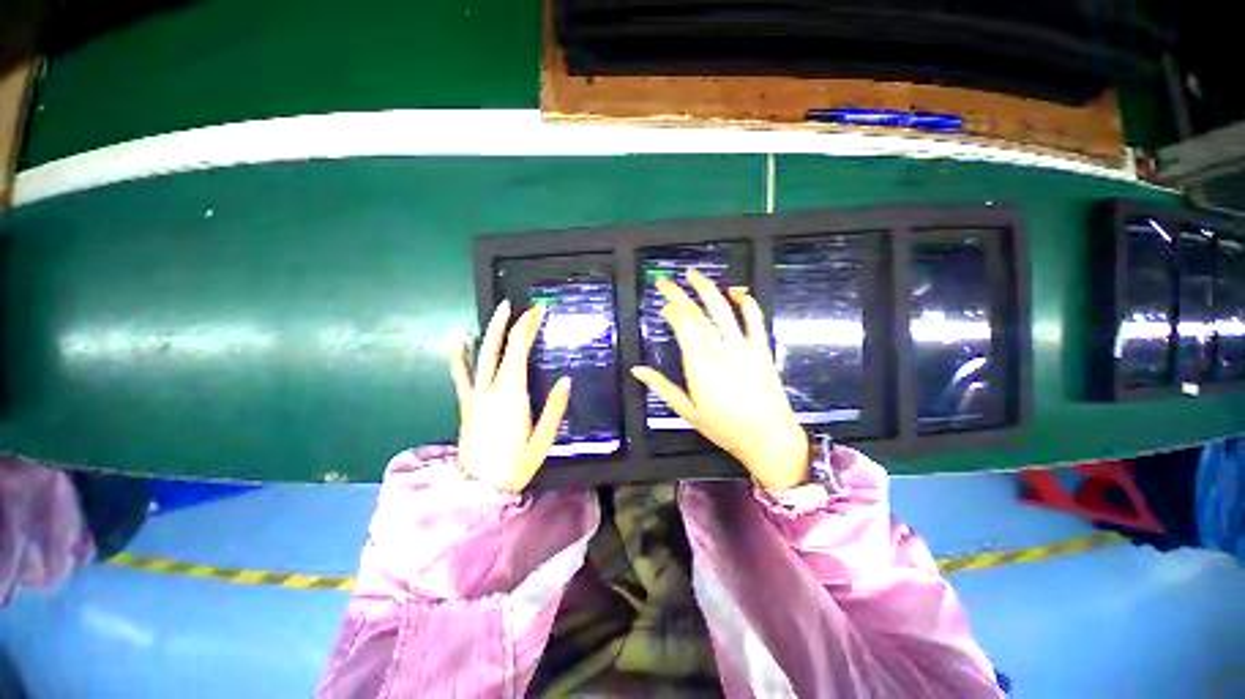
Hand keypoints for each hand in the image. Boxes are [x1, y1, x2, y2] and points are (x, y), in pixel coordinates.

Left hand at [450, 300, 571, 492]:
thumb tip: (566, 380)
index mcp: (512, 394)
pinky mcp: (467, 404)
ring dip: (490, 331)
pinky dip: (458, 355)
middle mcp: (491, 388)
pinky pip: (460, 375)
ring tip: (498, 311)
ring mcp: (475, 395)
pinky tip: (458, 338)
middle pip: (501, 346)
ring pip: (481, 355)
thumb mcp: (543, 440)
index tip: (538, 312)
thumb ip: (554, 408)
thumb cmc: (515, 465)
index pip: (518, 349)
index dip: (527, 327)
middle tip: (523, 307)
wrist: (479, 489)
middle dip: (512, 323)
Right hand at [630, 269, 809, 491]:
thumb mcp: (687, 410)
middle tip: (664, 280)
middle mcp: (720, 349)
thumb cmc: (724, 428)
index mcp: (699, 365)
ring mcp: (743, 346)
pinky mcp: (761, 347)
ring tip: (693, 274)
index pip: (683, 326)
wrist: (768, 437)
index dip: (671, 310)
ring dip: (707, 288)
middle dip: (679, 294)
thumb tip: (636, 370)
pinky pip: (754, 318)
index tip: (662, 306)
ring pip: (722, 309)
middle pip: (697, 313)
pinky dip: (745, 301)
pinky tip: (735, 290)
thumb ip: (662, 387)